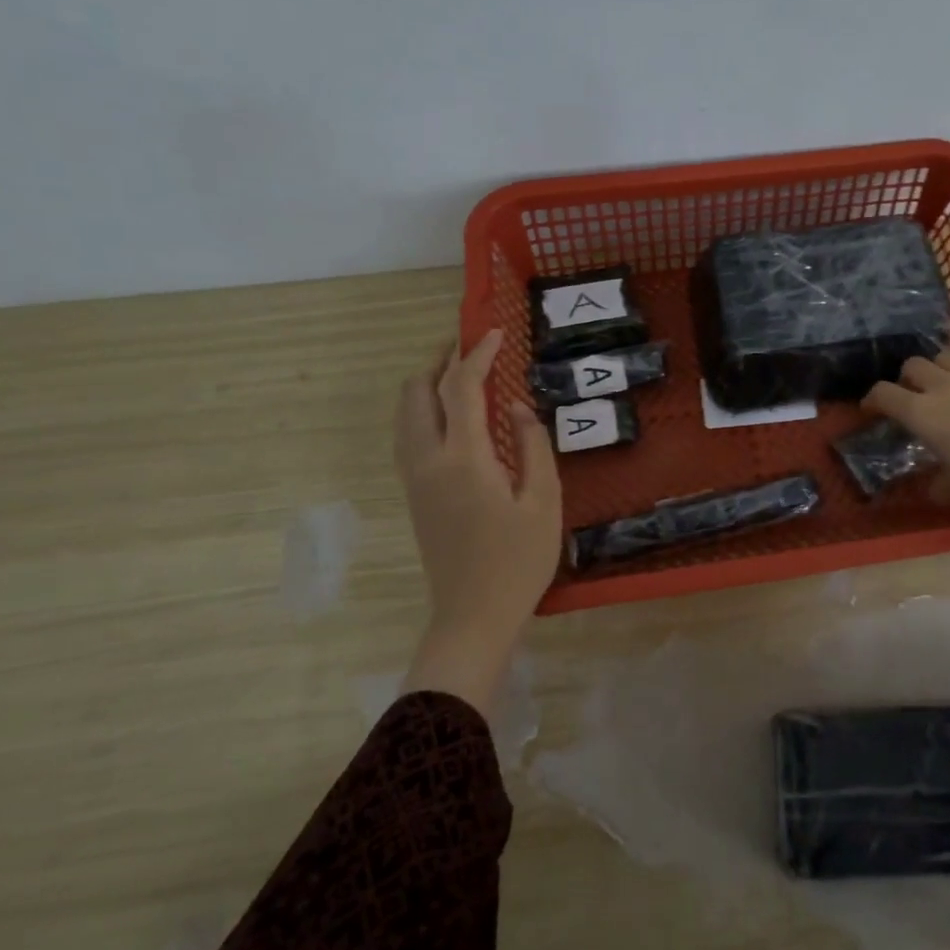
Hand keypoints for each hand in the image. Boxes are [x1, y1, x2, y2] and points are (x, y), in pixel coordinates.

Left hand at [394, 330, 560, 715]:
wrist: (472, 616)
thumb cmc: (518, 561)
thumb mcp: (543, 502)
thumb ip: (533, 445)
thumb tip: (516, 408)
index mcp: (463, 459)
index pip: (462, 388)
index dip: (478, 354)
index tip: (496, 333)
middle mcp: (427, 460)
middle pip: (417, 392)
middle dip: (441, 360)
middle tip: (472, 345)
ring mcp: (414, 478)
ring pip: (405, 413)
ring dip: (428, 383)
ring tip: (460, 372)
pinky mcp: (414, 494)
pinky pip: (408, 434)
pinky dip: (423, 409)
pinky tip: (451, 415)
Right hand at [863, 349, 949, 578]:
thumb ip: (937, 483)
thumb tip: (932, 485)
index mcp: (923, 414)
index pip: (883, 393)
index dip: (872, 399)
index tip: (872, 409)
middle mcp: (945, 387)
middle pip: (913, 365)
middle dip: (906, 379)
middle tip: (912, 398)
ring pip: (947, 356)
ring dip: (939, 370)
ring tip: (946, 389)